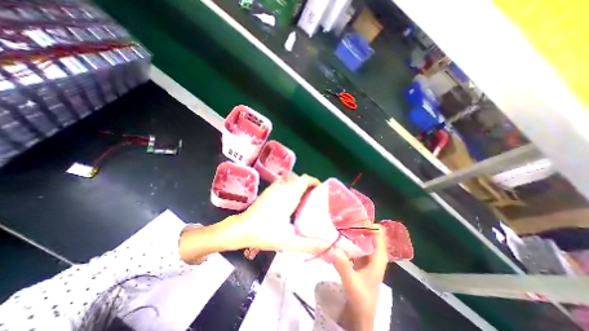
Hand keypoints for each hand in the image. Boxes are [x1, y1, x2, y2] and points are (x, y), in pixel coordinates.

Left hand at [222, 175, 329, 253]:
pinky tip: (290, 201)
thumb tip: (329, 248)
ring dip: (299, 186)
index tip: (321, 190)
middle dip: (309, 185)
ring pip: (291, 180)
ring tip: (305, 199)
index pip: (305, 179)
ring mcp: (274, 188)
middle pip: (300, 179)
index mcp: (290, 195)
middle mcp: (283, 188)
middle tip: (315, 198)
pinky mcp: (268, 191)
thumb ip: (310, 245)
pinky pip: (284, 184)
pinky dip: (291, 187)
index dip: (315, 182)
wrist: (241, 229)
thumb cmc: (264, 233)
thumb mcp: (289, 240)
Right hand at [331, 223, 387, 329]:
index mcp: (378, 257)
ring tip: (336, 222)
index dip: (369, 222)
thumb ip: (344, 267)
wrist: (359, 314)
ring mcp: (364, 255)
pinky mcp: (357, 258)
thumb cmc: (361, 300)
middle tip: (341, 216)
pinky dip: (346, 238)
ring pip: (360, 237)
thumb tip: (334, 248)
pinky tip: (335, 234)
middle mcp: (372, 253)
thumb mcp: (352, 284)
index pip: (379, 233)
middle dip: (356, 223)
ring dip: (350, 230)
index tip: (354, 214)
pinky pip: (352, 244)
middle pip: (368, 232)